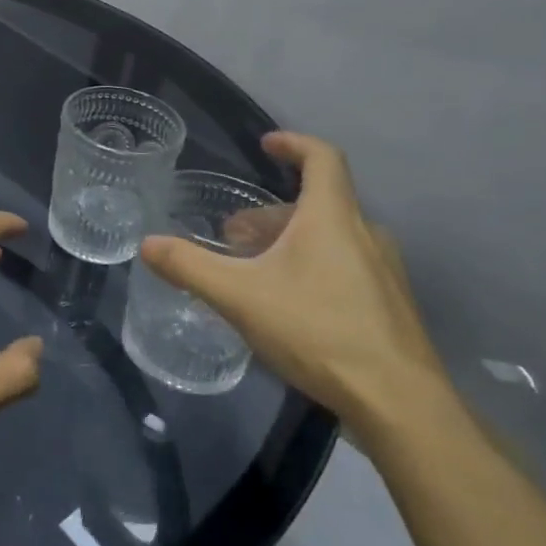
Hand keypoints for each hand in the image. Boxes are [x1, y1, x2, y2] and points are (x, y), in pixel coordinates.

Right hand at [141, 132, 449, 436]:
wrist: (398, 402)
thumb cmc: (317, 331)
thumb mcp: (239, 297)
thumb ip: (189, 267)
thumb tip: (147, 244)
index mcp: (332, 218)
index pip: (322, 158)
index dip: (293, 143)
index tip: (266, 144)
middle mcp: (365, 234)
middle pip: (318, 204)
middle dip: (271, 213)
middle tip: (234, 236)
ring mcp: (384, 271)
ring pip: (331, 237)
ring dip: (290, 242)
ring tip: (254, 271)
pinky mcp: (390, 304)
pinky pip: (345, 266)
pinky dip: (312, 267)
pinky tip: (288, 305)